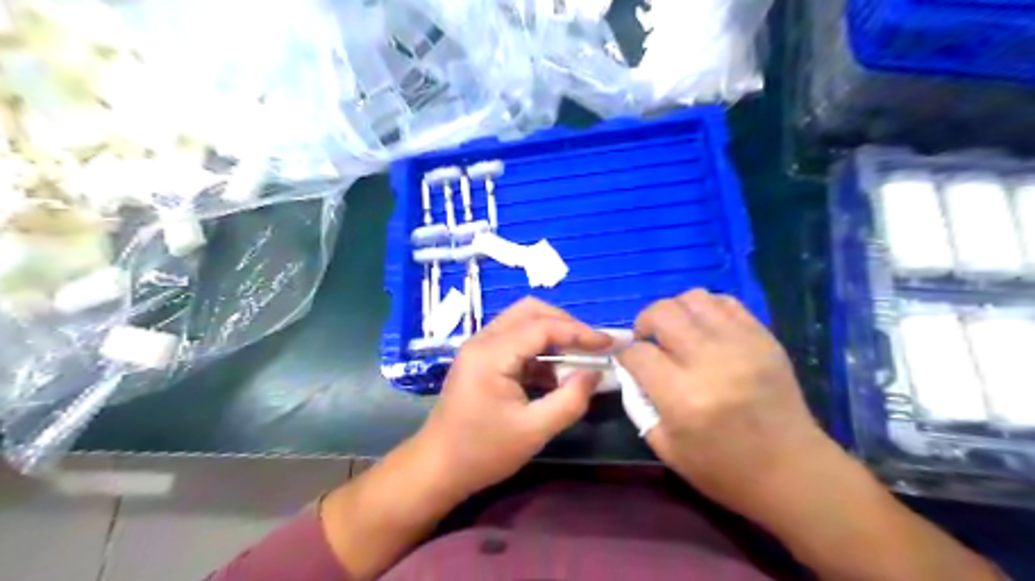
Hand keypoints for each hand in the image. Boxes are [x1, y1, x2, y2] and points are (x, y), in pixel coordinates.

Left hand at [416, 300, 608, 494]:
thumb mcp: (534, 430)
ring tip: (578, 355)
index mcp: (492, 354)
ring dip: (552, 333)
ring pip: (521, 321)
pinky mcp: (480, 358)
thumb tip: (594, 373)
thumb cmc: (483, 452)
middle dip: (565, 323)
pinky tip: (554, 371)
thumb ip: (571, 399)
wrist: (437, 468)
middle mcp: (482, 340)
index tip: (608, 344)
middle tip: (591, 345)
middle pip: (530, 311)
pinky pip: (514, 339)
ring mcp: (478, 347)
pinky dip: (538, 348)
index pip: (542, 327)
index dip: (579, 332)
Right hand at [612, 291, 829, 517]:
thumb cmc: (723, 468)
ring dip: (675, 311)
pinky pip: (725, 302)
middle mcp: (710, 362)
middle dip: (644, 322)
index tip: (630, 361)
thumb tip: (631, 367)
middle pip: (662, 313)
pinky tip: (704, 330)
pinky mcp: (764, 338)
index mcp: (683, 397)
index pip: (638, 353)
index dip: (626, 355)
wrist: (792, 471)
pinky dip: (706, 309)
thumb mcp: (665, 447)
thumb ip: (639, 403)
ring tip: (677, 332)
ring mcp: (741, 345)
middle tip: (648, 339)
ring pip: (693, 298)